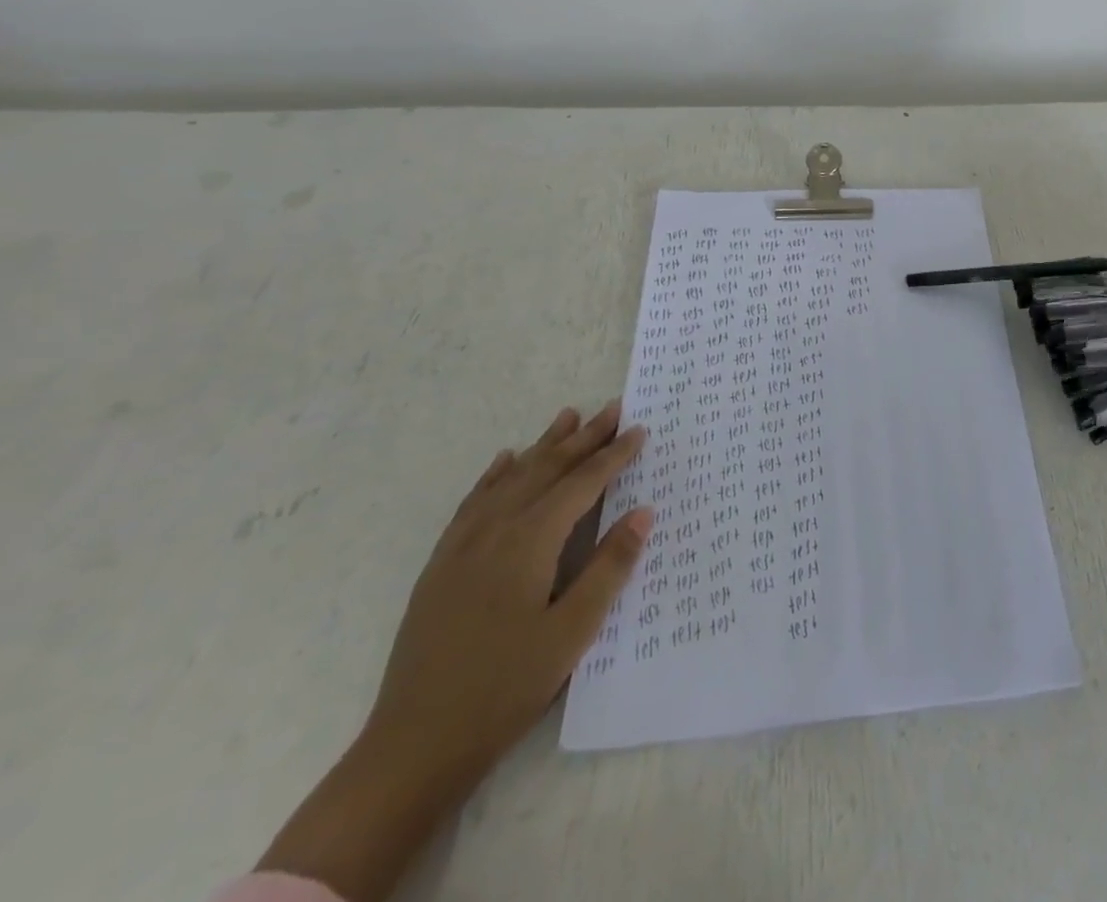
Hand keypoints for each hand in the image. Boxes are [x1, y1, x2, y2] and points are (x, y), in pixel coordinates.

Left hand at [257, 402, 652, 901]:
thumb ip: (609, 567)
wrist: (413, 746)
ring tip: (567, 417)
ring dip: (542, 447)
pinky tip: (504, 462)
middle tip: (612, 408)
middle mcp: (494, 532)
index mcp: (530, 543)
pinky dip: (494, 476)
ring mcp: (461, 547)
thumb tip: (643, 512)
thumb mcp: (572, 632)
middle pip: (546, 470)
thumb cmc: (505, 688)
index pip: (581, 484)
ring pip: (510, 479)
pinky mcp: (441, 567)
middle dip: (583, 438)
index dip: (613, 456)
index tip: (640, 430)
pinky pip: (473, 503)